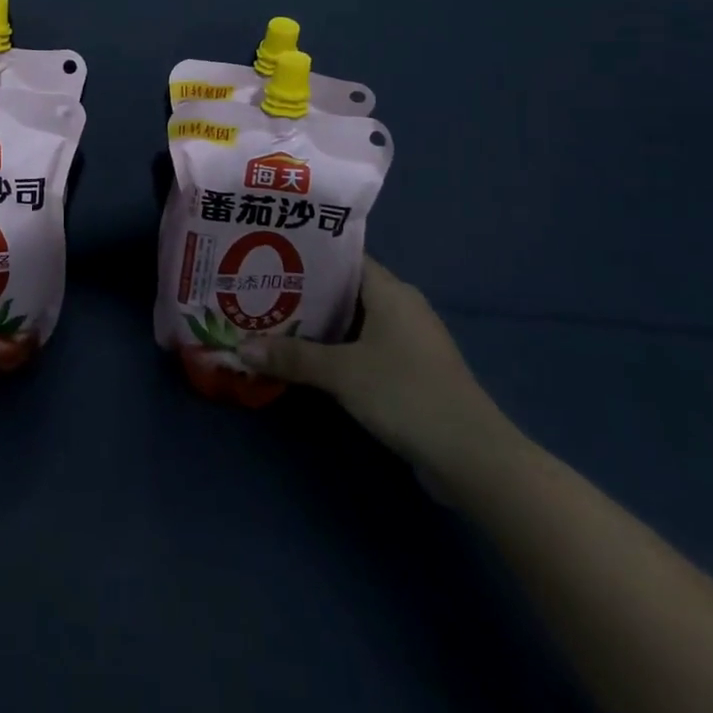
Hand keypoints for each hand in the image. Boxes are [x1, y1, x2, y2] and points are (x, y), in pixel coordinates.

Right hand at [239, 258, 509, 477]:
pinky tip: (304, 360)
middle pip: (344, 291)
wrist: (472, 456)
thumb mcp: (342, 372)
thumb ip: (291, 357)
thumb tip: (241, 348)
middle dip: (303, 294)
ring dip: (317, 326)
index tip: (267, 258)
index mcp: (391, 291)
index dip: (306, 256)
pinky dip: (336, 350)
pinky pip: (364, 348)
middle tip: (258, 293)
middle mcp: (402, 308)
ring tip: (271, 324)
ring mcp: (409, 342)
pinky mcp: (410, 372)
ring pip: (353, 322)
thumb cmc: (405, 393)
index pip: (343, 259)